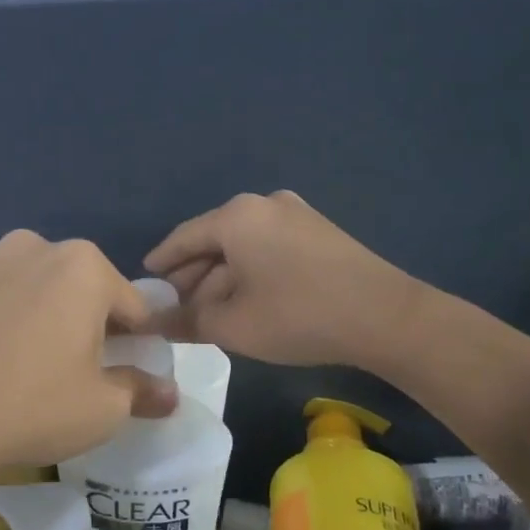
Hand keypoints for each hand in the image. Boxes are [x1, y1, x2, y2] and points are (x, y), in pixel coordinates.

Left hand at [0, 231, 177, 480]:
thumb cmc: (31, 407)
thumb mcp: (102, 409)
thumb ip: (142, 392)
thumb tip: (170, 394)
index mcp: (84, 267)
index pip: (131, 304)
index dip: (136, 340)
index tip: (127, 370)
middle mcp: (34, 247)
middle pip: (78, 287)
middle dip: (84, 321)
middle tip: (72, 370)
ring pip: (29, 285)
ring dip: (36, 312)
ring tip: (21, 361)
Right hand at [144, 191, 418, 366]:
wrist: (385, 317)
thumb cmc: (298, 316)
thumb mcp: (233, 325)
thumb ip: (187, 321)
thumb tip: (156, 323)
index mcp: (236, 216)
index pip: (183, 238)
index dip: (161, 263)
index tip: (145, 282)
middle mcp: (263, 204)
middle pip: (213, 240)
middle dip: (192, 276)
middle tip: (174, 307)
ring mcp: (296, 214)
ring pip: (242, 246)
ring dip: (221, 278)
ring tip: (207, 312)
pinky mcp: (318, 232)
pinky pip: (268, 248)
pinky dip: (249, 272)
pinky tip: (245, 300)